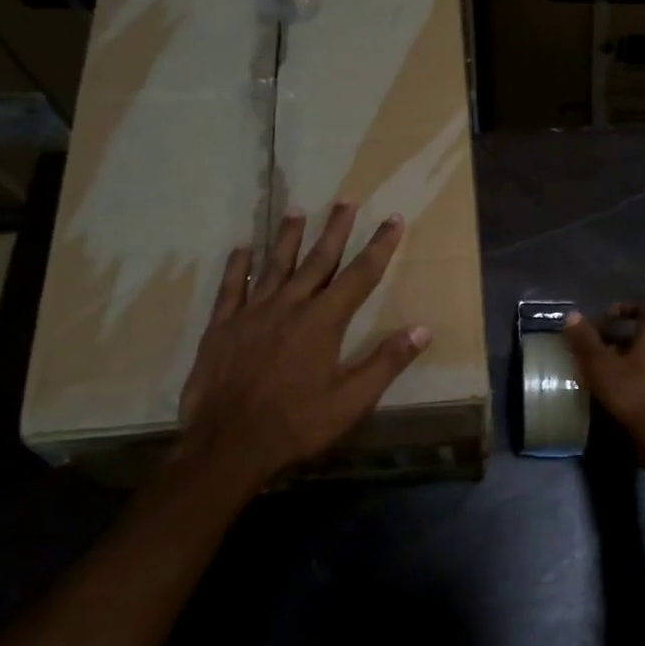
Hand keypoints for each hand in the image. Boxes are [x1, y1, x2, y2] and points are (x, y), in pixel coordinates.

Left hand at [175, 203, 429, 490]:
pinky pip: (232, 287)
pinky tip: (242, 248)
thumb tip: (422, 330)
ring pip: (275, 265)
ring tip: (298, 210)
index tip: (393, 219)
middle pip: (318, 259)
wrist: (228, 444)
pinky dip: (238, 266)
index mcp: (324, 321)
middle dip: (336, 229)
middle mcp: (290, 306)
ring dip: (288, 237)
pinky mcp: (222, 326)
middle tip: (347, 200)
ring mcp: (252, 312)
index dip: (380, 246)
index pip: (360, 275)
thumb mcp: (351, 400)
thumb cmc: (297, 424)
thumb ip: (386, 362)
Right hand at [564, 303, 644, 457]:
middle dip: (615, 336)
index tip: (599, 320)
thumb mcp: (600, 365)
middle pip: (640, 332)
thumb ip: (585, 340)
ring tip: (597, 366)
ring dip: (622, 356)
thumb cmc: (632, 393)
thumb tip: (572, 315)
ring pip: (644, 353)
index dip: (618, 311)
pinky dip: (632, 372)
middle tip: (591, 345)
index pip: (640, 309)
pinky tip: (613, 386)